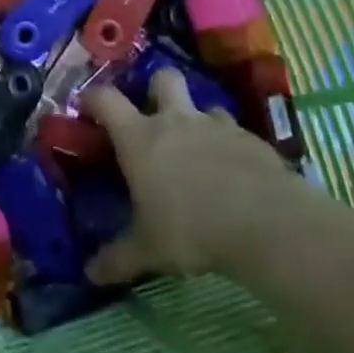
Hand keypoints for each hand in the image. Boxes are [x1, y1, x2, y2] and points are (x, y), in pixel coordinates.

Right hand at [80, 68, 325, 285]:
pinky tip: (234, 174)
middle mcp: (175, 120)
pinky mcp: (252, 139)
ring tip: (199, 151)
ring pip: (203, 105)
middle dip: (155, 88)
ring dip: (198, 121)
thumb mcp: (148, 249)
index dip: (93, 98)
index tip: (87, 107)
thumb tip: (90, 274)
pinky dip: (229, 146)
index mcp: (140, 137)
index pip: (105, 99)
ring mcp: (216, 125)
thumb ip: (118, 258)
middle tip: (154, 115)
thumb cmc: (191, 228)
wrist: (266, 223)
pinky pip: (235, 132)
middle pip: (162, 78)